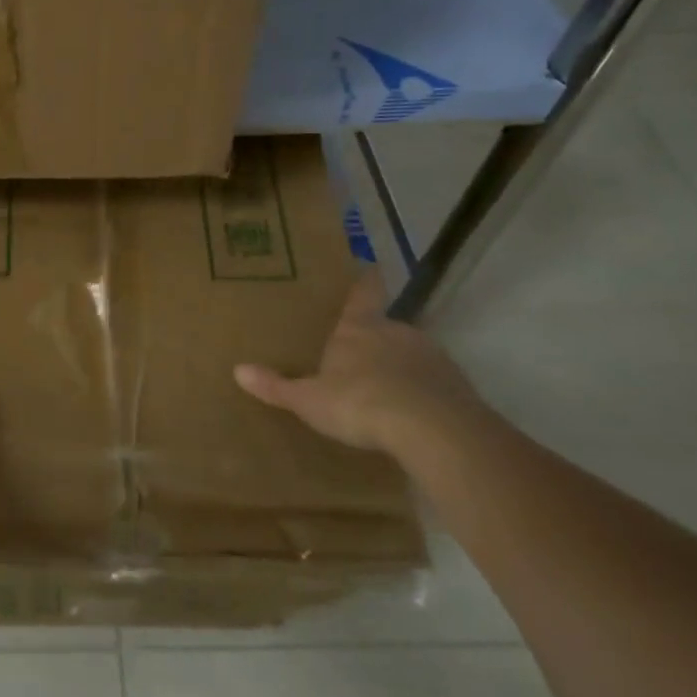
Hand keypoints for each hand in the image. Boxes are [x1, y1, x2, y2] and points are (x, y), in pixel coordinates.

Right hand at [234, 273, 481, 452]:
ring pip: (412, 354)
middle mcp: (397, 332)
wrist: (434, 430)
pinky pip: (436, 384)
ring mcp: (432, 357)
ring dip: (402, 367)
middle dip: (376, 338)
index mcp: (359, 329)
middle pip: (387, 326)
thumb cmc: (361, 403)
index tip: (370, 266)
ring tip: (388, 391)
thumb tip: (237, 370)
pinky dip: (425, 393)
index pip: (364, 293)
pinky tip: (415, 416)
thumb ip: (277, 386)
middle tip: (362, 355)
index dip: (365, 280)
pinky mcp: (458, 386)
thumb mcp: (310, 400)